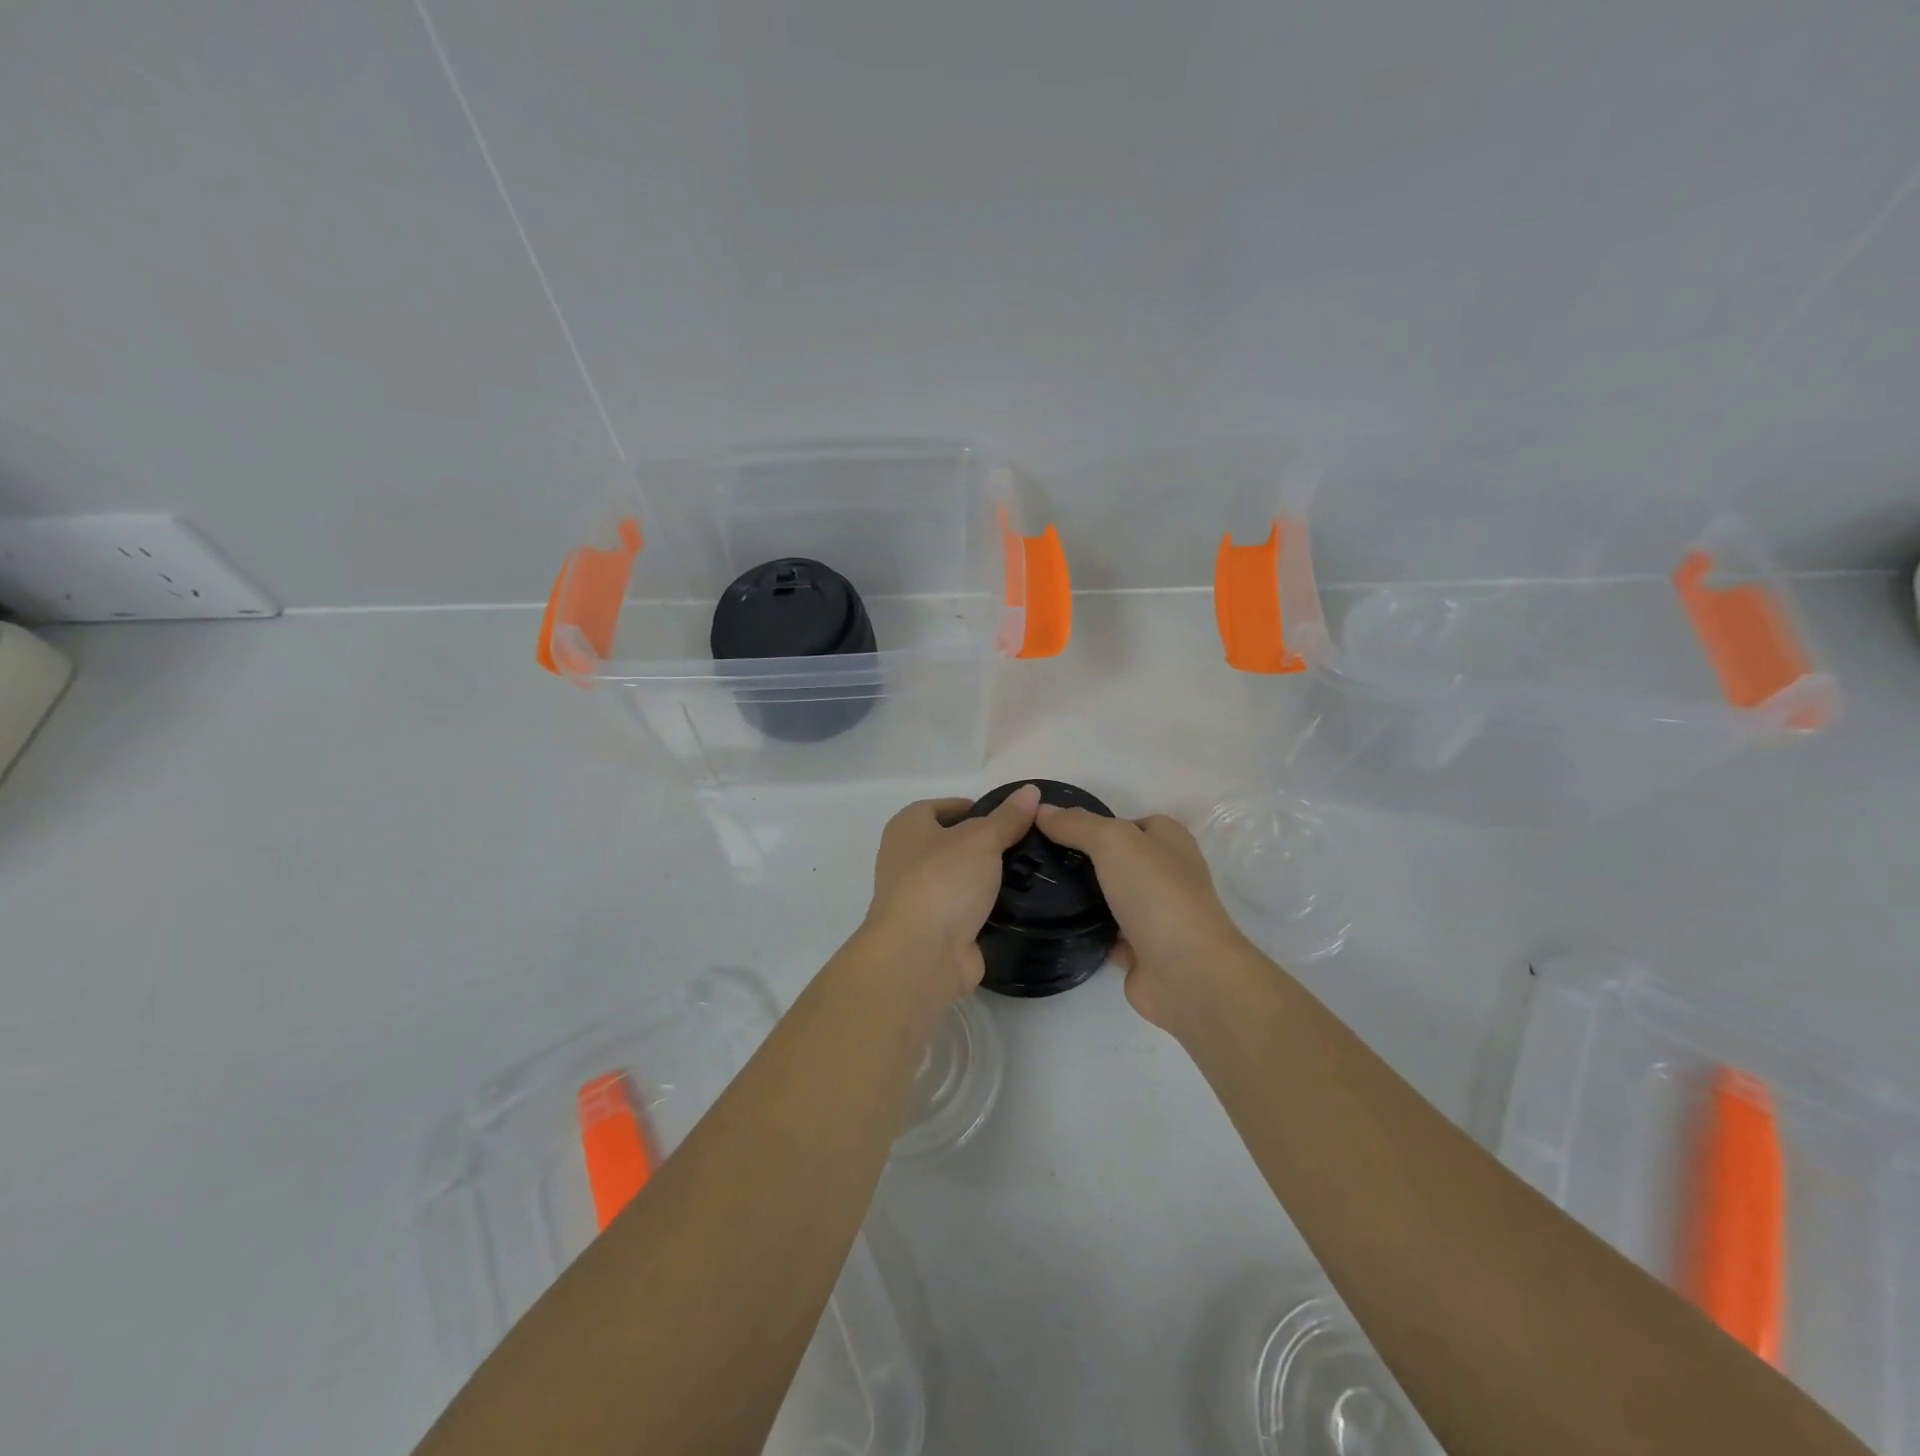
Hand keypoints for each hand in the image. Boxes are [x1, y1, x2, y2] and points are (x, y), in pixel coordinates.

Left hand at [861, 785, 1041, 1000]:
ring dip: (986, 878)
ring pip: (959, 880)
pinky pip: (965, 911)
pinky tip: (1018, 905)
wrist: (921, 954)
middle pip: (950, 844)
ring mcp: (919, 898)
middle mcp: (905, 860)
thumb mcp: (982, 839)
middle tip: (1025, 843)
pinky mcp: (935, 930)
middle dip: (984, 844)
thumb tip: (1030, 790)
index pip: (937, 807)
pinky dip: (986, 908)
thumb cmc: (943, 880)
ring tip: (1030, 872)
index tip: (1005, 816)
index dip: (969, 807)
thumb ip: (1007, 817)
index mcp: (906, 828)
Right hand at [1034, 806, 1256, 1031]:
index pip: (1127, 823)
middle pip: (1117, 860)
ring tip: (1037, 890)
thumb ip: (1077, 824)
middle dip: (1083, 861)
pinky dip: (1086, 931)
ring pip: (1110, 898)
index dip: (1094, 824)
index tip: (1055, 831)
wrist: (1185, 972)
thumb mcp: (1113, 841)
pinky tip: (1053, 925)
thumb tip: (1042, 810)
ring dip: (1082, 897)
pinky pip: (1106, 934)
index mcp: (1170, 841)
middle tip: (1039, 861)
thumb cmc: (1155, 893)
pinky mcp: (1142, 951)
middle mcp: (1167, 874)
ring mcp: (1156, 915)